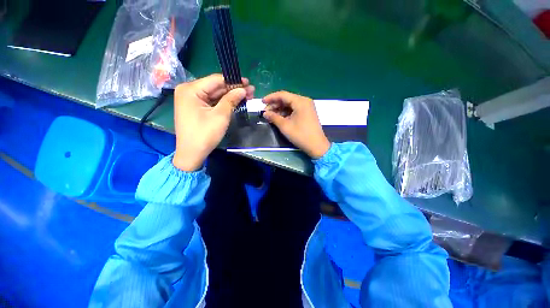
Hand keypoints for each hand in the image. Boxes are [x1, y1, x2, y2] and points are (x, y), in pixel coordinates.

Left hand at [173, 74, 254, 171]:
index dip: (233, 81)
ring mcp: (191, 100)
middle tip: (250, 91)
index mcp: (191, 89)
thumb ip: (231, 99)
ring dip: (230, 95)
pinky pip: (211, 101)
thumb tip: (243, 89)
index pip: (216, 80)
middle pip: (215, 87)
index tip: (248, 82)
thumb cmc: (205, 134)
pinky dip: (223, 102)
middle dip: (234, 89)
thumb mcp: (220, 116)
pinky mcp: (195, 108)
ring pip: (215, 94)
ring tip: (247, 95)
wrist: (192, 153)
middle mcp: (188, 91)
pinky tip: (235, 101)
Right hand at [262, 91, 329, 158]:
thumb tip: (265, 113)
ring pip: (290, 105)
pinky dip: (286, 113)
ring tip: (270, 116)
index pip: (282, 95)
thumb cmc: (300, 135)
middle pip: (286, 99)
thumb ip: (273, 117)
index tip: (261, 102)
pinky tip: (279, 118)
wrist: (316, 146)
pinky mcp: (307, 113)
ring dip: (280, 109)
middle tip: (265, 112)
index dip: (271, 98)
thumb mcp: (285, 126)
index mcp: (300, 101)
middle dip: (275, 105)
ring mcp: (307, 107)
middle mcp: (304, 101)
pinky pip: (294, 109)